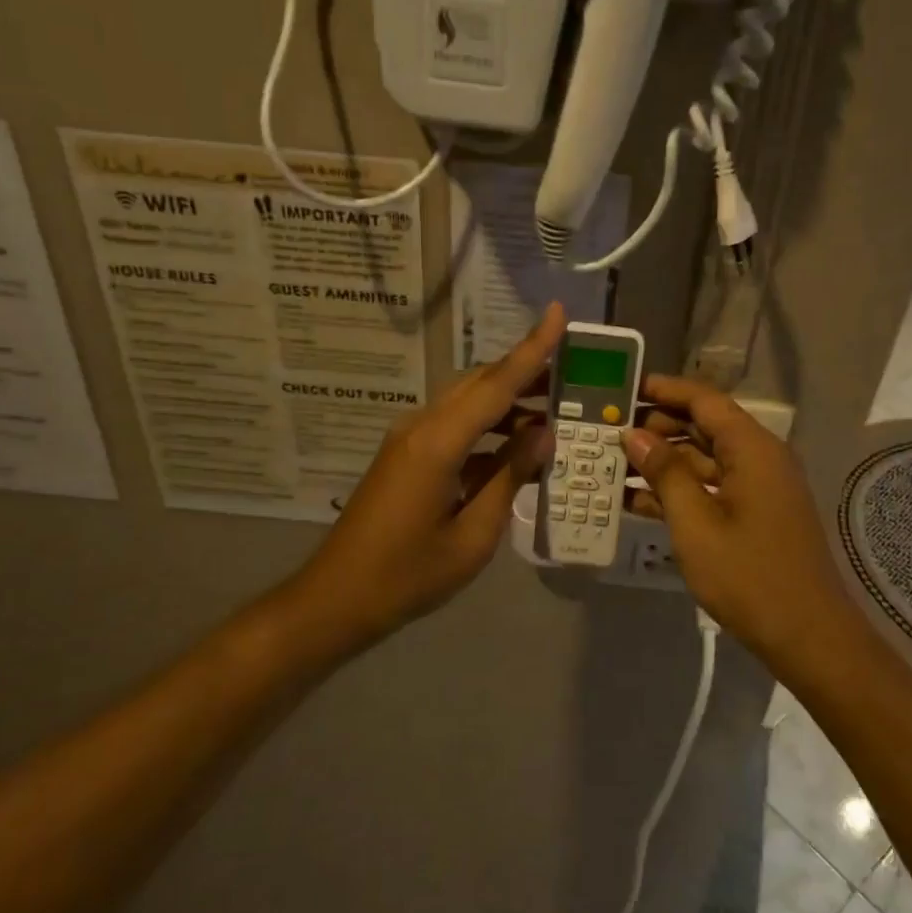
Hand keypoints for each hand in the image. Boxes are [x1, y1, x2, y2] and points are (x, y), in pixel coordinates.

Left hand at [279, 305, 566, 648]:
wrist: (337, 599)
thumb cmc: (408, 576)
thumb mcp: (474, 536)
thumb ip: (510, 477)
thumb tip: (543, 433)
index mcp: (437, 443)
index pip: (495, 384)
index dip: (532, 349)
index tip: (558, 313)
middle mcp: (421, 426)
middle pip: (480, 383)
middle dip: (527, 372)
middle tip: (574, 372)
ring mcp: (409, 438)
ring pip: (467, 402)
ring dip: (508, 402)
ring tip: (554, 410)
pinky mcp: (406, 455)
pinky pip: (454, 426)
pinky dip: (488, 428)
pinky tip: (515, 447)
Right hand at [624, 376, 855, 655]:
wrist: (807, 636)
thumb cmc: (749, 576)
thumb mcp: (695, 523)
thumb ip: (664, 473)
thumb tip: (634, 435)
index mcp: (752, 449)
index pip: (704, 400)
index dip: (663, 390)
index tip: (623, 389)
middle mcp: (759, 458)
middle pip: (704, 426)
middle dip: (657, 427)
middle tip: (609, 433)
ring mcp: (759, 487)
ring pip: (704, 459)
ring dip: (663, 461)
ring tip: (614, 464)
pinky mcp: (755, 513)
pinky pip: (712, 487)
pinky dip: (680, 490)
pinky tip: (637, 500)